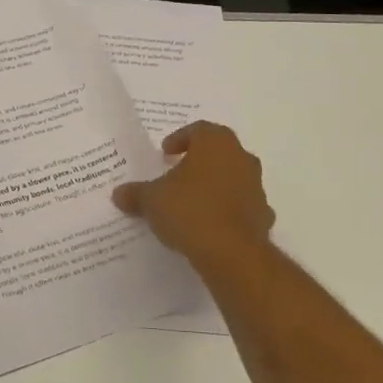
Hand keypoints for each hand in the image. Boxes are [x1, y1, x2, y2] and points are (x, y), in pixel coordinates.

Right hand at [113, 121, 275, 266]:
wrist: (231, 252)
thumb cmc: (189, 210)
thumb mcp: (151, 200)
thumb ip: (135, 193)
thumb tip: (119, 193)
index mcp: (216, 143)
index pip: (198, 130)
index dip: (179, 139)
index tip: (164, 154)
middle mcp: (241, 158)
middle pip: (218, 153)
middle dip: (197, 162)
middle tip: (176, 175)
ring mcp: (256, 187)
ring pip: (232, 178)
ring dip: (213, 186)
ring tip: (189, 203)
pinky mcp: (263, 215)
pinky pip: (240, 206)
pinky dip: (226, 211)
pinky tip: (208, 226)